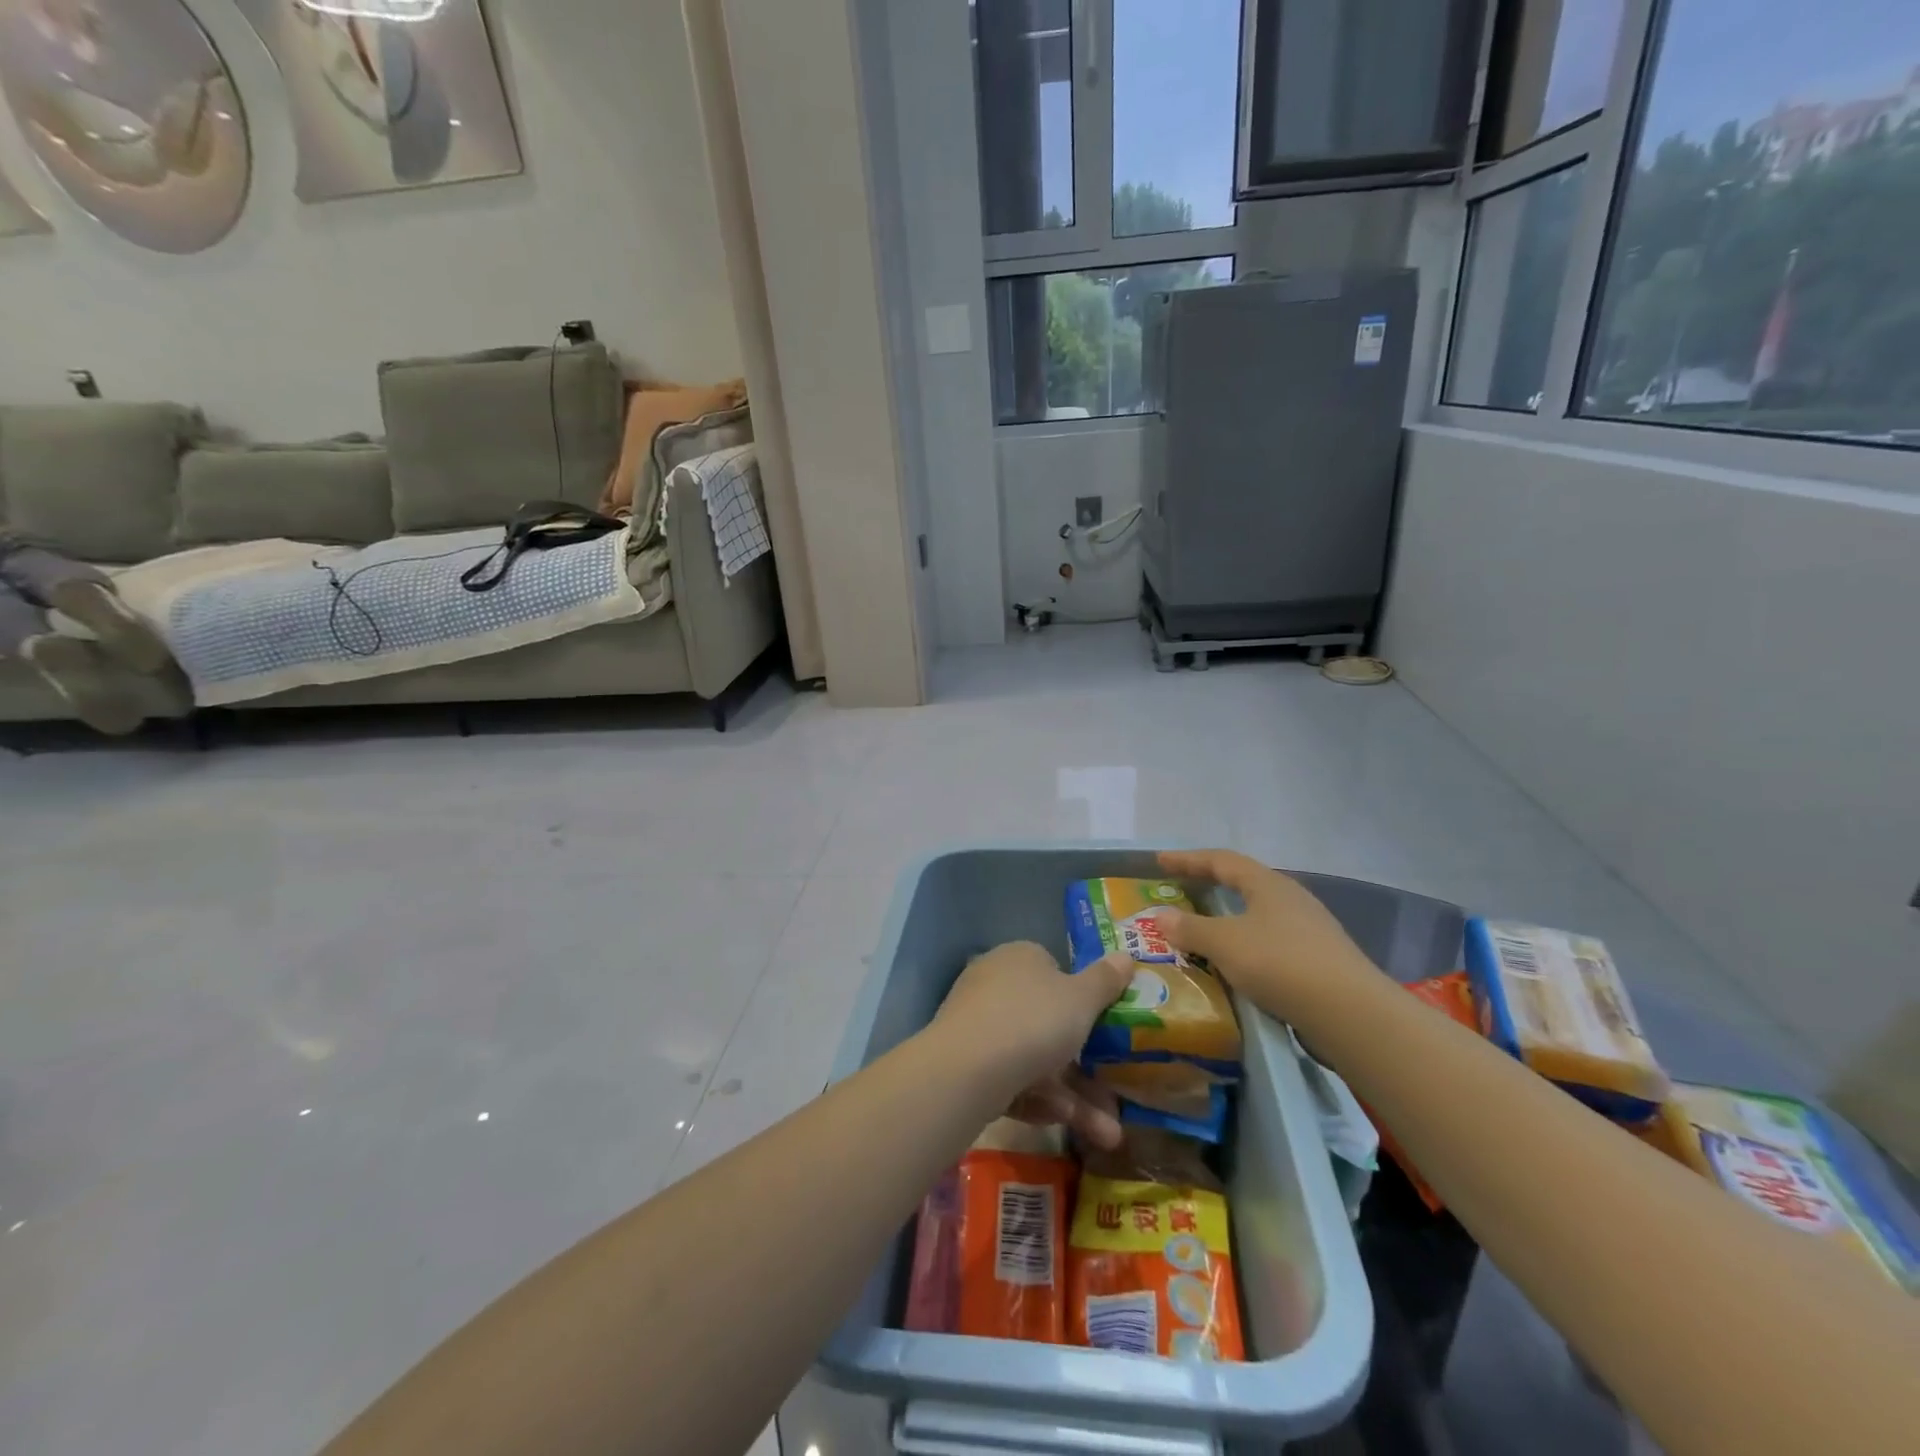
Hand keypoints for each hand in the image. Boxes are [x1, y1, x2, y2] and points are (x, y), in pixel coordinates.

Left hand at [933, 941, 1133, 1144]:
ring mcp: (978, 1024)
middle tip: (1116, 1095)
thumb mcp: (1082, 999)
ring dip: (1073, 1096)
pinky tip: (1062, 1122)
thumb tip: (1125, 955)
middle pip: (1046, 1021)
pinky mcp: (967, 1063)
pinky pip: (1011, 1079)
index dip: (1081, 998)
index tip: (1104, 1027)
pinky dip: (1039, 1100)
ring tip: (1109, 1135)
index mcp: (1020, 957)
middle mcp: (994, 983)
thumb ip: (1105, 980)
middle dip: (1086, 1063)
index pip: (1053, 969)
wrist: (967, 1068)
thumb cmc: (1033, 1020)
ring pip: (1033, 1058)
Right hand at [1154, 850, 1378, 1013]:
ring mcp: (1309, 930)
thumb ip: (1190, 928)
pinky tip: (1236, 964)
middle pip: (1243, 883)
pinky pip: (1270, 943)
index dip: (1187, 859)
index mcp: (1267, 884)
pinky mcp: (1318, 961)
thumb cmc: (1280, 963)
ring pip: (1258, 915)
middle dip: (1210, 886)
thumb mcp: (1225, 944)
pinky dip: (1245, 946)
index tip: (1160, 860)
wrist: (1350, 1013)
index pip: (1221, 860)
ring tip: (1203, 931)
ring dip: (1228, 919)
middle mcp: (1290, 899)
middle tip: (1181, 890)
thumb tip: (1161, 916)